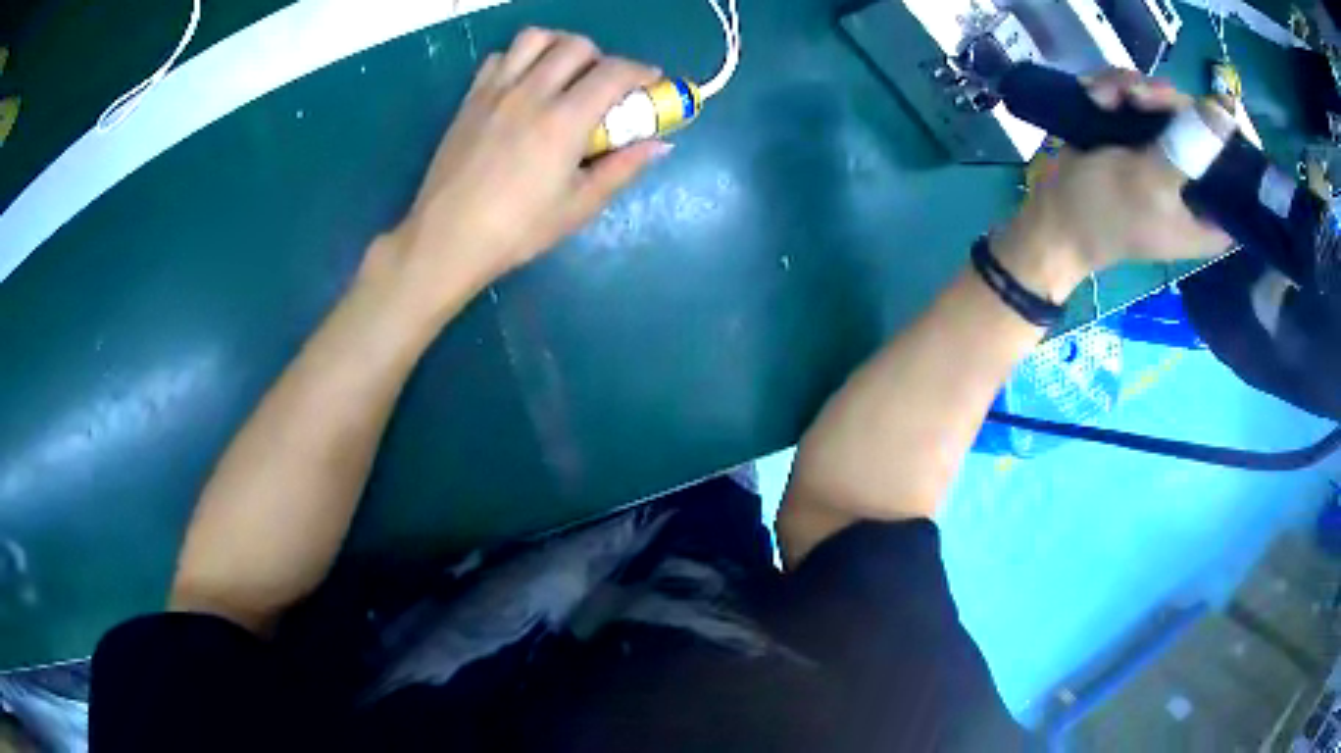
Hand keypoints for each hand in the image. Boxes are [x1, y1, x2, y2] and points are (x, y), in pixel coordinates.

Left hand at [366, 29, 669, 306]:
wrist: (447, 238)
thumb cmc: (517, 230)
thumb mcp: (579, 206)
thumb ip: (622, 168)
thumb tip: (660, 144)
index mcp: (564, 120)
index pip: (614, 72)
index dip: (641, 71)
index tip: (650, 83)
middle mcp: (531, 92)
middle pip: (576, 45)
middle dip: (601, 58)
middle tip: (603, 86)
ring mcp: (495, 91)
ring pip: (535, 38)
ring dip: (559, 47)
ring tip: (564, 73)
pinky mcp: (470, 99)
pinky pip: (499, 57)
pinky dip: (520, 59)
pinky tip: (524, 84)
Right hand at [995, 70, 1235, 301]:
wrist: (1053, 216)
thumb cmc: (1105, 213)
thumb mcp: (1150, 182)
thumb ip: (1189, 151)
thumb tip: (1223, 114)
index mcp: (1208, 213)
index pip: (1237, 174)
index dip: (1228, 139)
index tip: (1207, 114)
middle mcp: (1193, 181)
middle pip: (1199, 124)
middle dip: (1166, 101)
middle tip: (1137, 96)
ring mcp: (1166, 154)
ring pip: (1166, 103)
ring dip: (1133, 89)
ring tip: (1104, 95)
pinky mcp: (1139, 136)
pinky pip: (1138, 98)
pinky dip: (1116, 91)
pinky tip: (1096, 95)